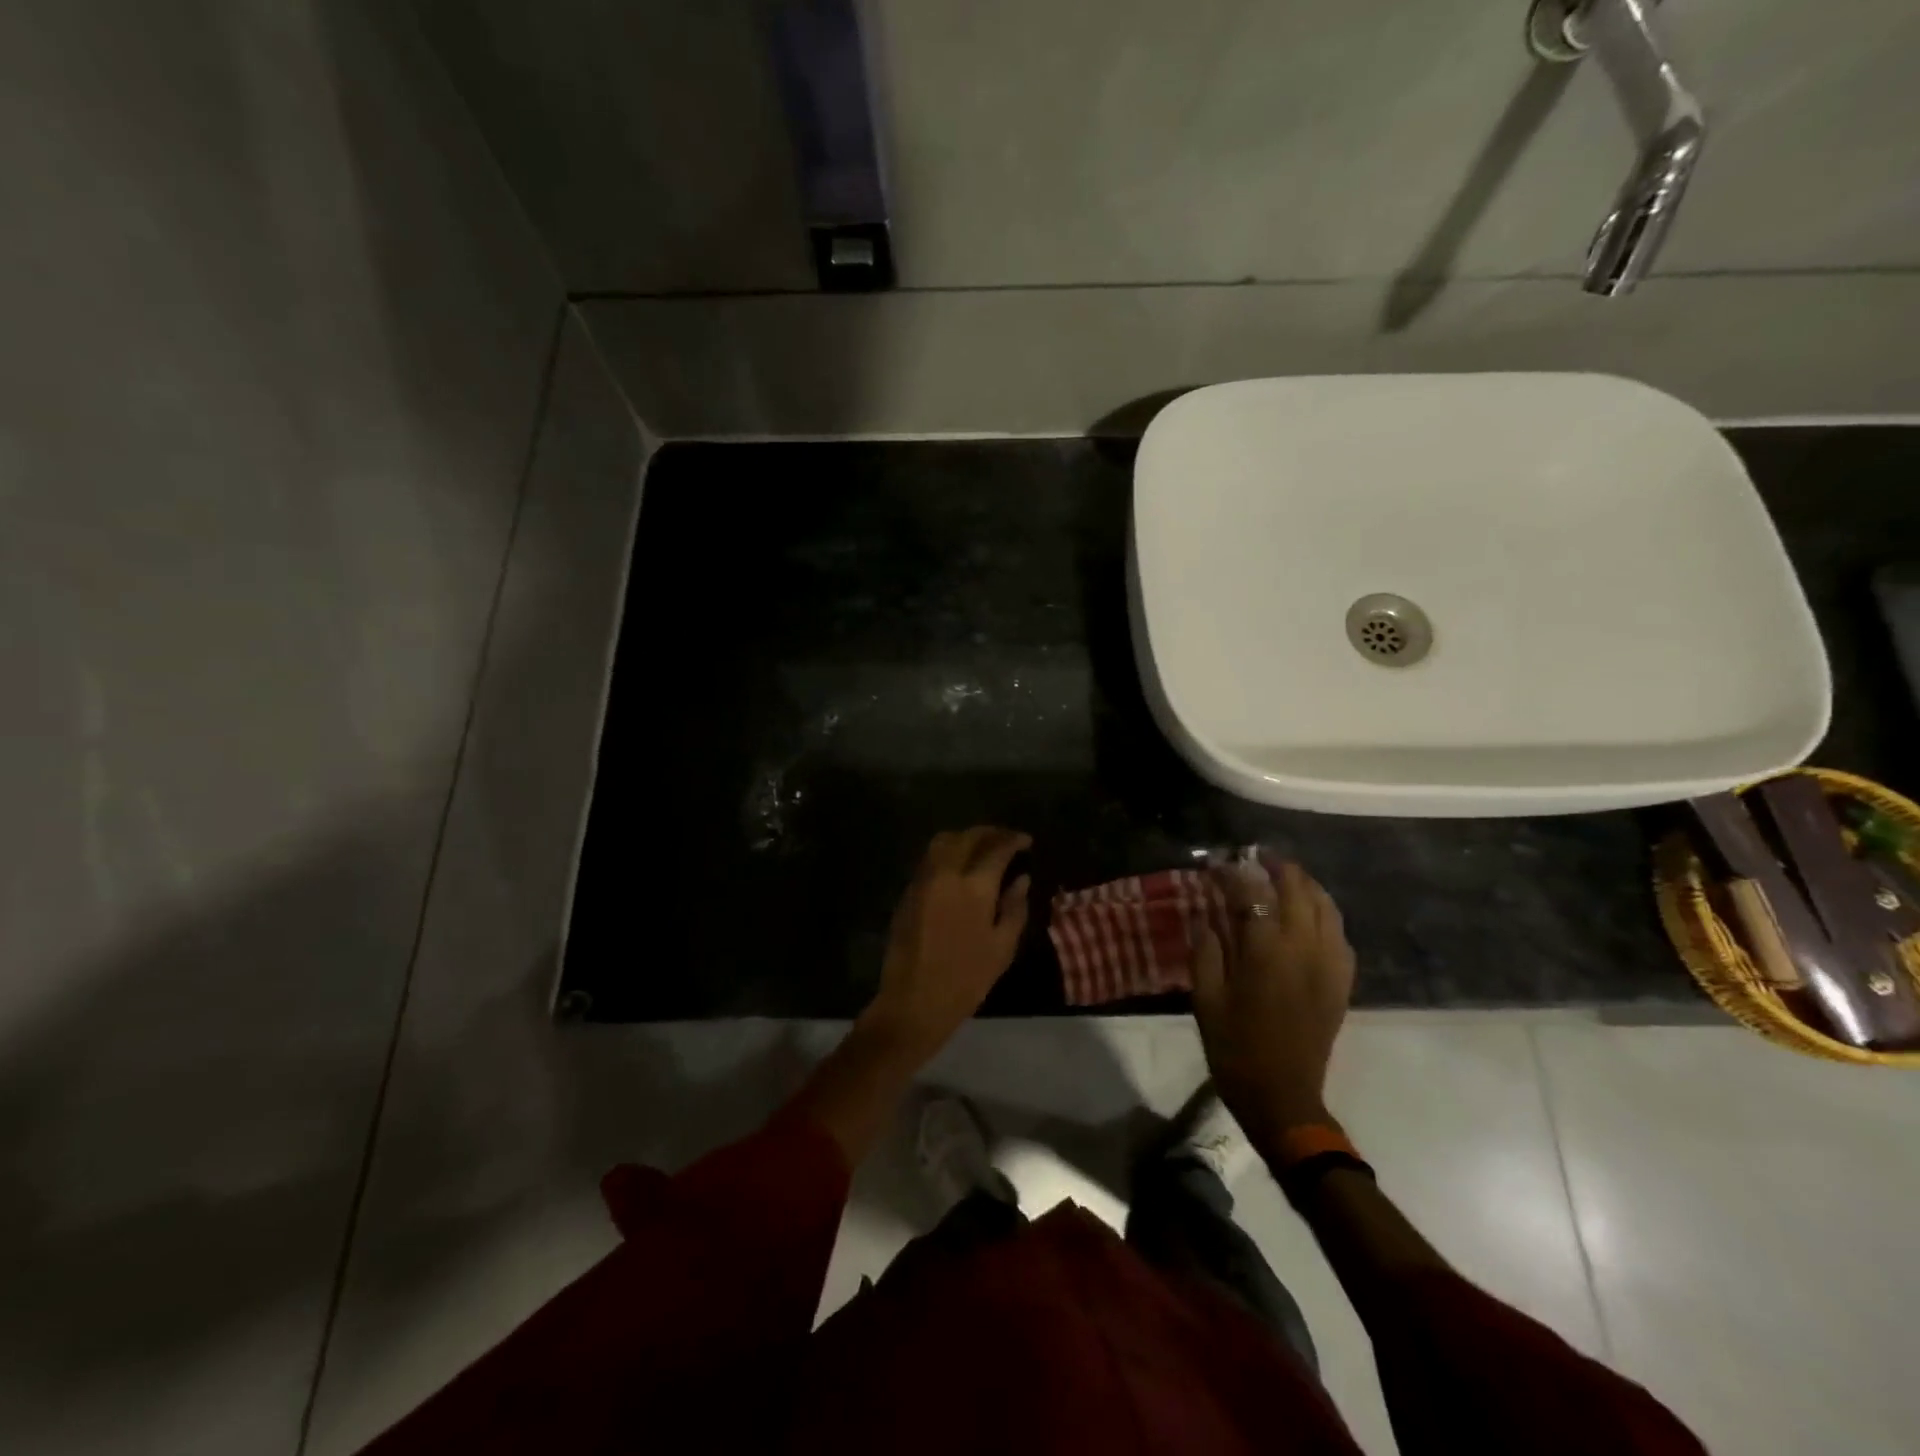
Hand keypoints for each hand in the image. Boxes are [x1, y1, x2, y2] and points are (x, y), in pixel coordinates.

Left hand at [862, 827, 1032, 1058]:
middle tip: (1006, 839)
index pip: (997, 849)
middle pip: (967, 837)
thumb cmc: (966, 979)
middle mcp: (946, 874)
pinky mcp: (908, 891)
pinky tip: (960, 867)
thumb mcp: (1002, 948)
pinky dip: (948, 853)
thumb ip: (1014, 907)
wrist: (914, 1000)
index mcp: (974, 887)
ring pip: (943, 842)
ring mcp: (923, 880)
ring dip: (966, 838)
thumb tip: (1022, 879)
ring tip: (983, 848)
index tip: (1026, 841)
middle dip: (990, 833)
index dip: (1014, 840)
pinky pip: (930, 859)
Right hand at [1192, 855, 1355, 1145]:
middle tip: (1253, 856)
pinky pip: (1339, 933)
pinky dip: (1323, 911)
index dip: (1234, 873)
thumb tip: (1210, 917)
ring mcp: (1329, 965)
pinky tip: (1308, 913)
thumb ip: (1207, 951)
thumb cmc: (1235, 1048)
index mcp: (1267, 954)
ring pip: (1325, 906)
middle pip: (1297, 890)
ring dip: (1304, 884)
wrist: (1283, 1097)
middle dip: (1275, 866)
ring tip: (1282, 875)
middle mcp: (1304, 950)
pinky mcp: (1341, 981)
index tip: (1216, 863)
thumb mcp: (1206, 999)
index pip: (1253, 894)